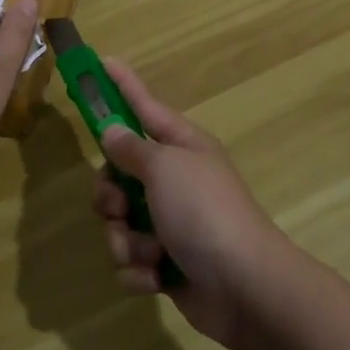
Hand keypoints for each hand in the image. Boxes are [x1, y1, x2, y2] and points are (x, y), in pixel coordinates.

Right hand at [91, 59, 294, 349]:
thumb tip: (112, 131)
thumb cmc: (205, 212)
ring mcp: (170, 224)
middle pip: (118, 175)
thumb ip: (132, 149)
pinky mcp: (167, 264)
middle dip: (109, 196)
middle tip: (119, 207)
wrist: (246, 287)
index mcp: (181, 147)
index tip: (102, 62)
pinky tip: (157, 277)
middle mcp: (175, 181)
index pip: (144, 106)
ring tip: (150, 251)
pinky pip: (131, 261)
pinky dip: (139, 271)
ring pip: (119, 223)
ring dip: (126, 240)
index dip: (123, 85)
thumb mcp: (165, 168)